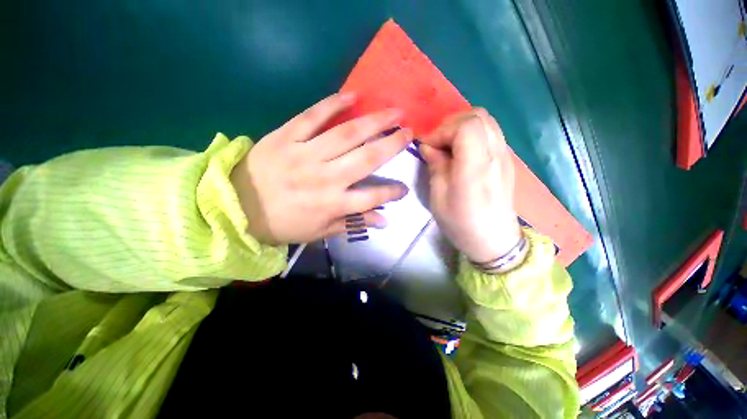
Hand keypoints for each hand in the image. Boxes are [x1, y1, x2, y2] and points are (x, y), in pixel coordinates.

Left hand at [230, 93, 412, 245]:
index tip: (405, 187)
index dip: (392, 193)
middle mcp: (325, 178)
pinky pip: (312, 116)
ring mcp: (305, 154)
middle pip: (367, 158)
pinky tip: (352, 96)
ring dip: (374, 121)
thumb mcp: (320, 231)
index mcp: (332, 204)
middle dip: (392, 144)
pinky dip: (332, 104)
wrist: (236, 207)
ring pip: (347, 134)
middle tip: (410, 132)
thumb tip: (384, 221)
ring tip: (394, 111)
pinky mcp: (286, 137)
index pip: (373, 197)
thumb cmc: (283, 224)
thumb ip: (353, 224)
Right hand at [420, 109, 520, 262]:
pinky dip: (473, 133)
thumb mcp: (438, 199)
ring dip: (462, 126)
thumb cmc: (461, 224)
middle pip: (478, 116)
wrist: (494, 239)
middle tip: (437, 144)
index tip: (428, 146)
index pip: (467, 127)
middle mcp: (495, 156)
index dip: (443, 130)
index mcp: (475, 170)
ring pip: (486, 120)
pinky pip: (491, 131)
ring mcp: (505, 156)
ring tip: (448, 146)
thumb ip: (435, 167)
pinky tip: (462, 151)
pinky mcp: (507, 159)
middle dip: (451, 124)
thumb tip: (428, 146)